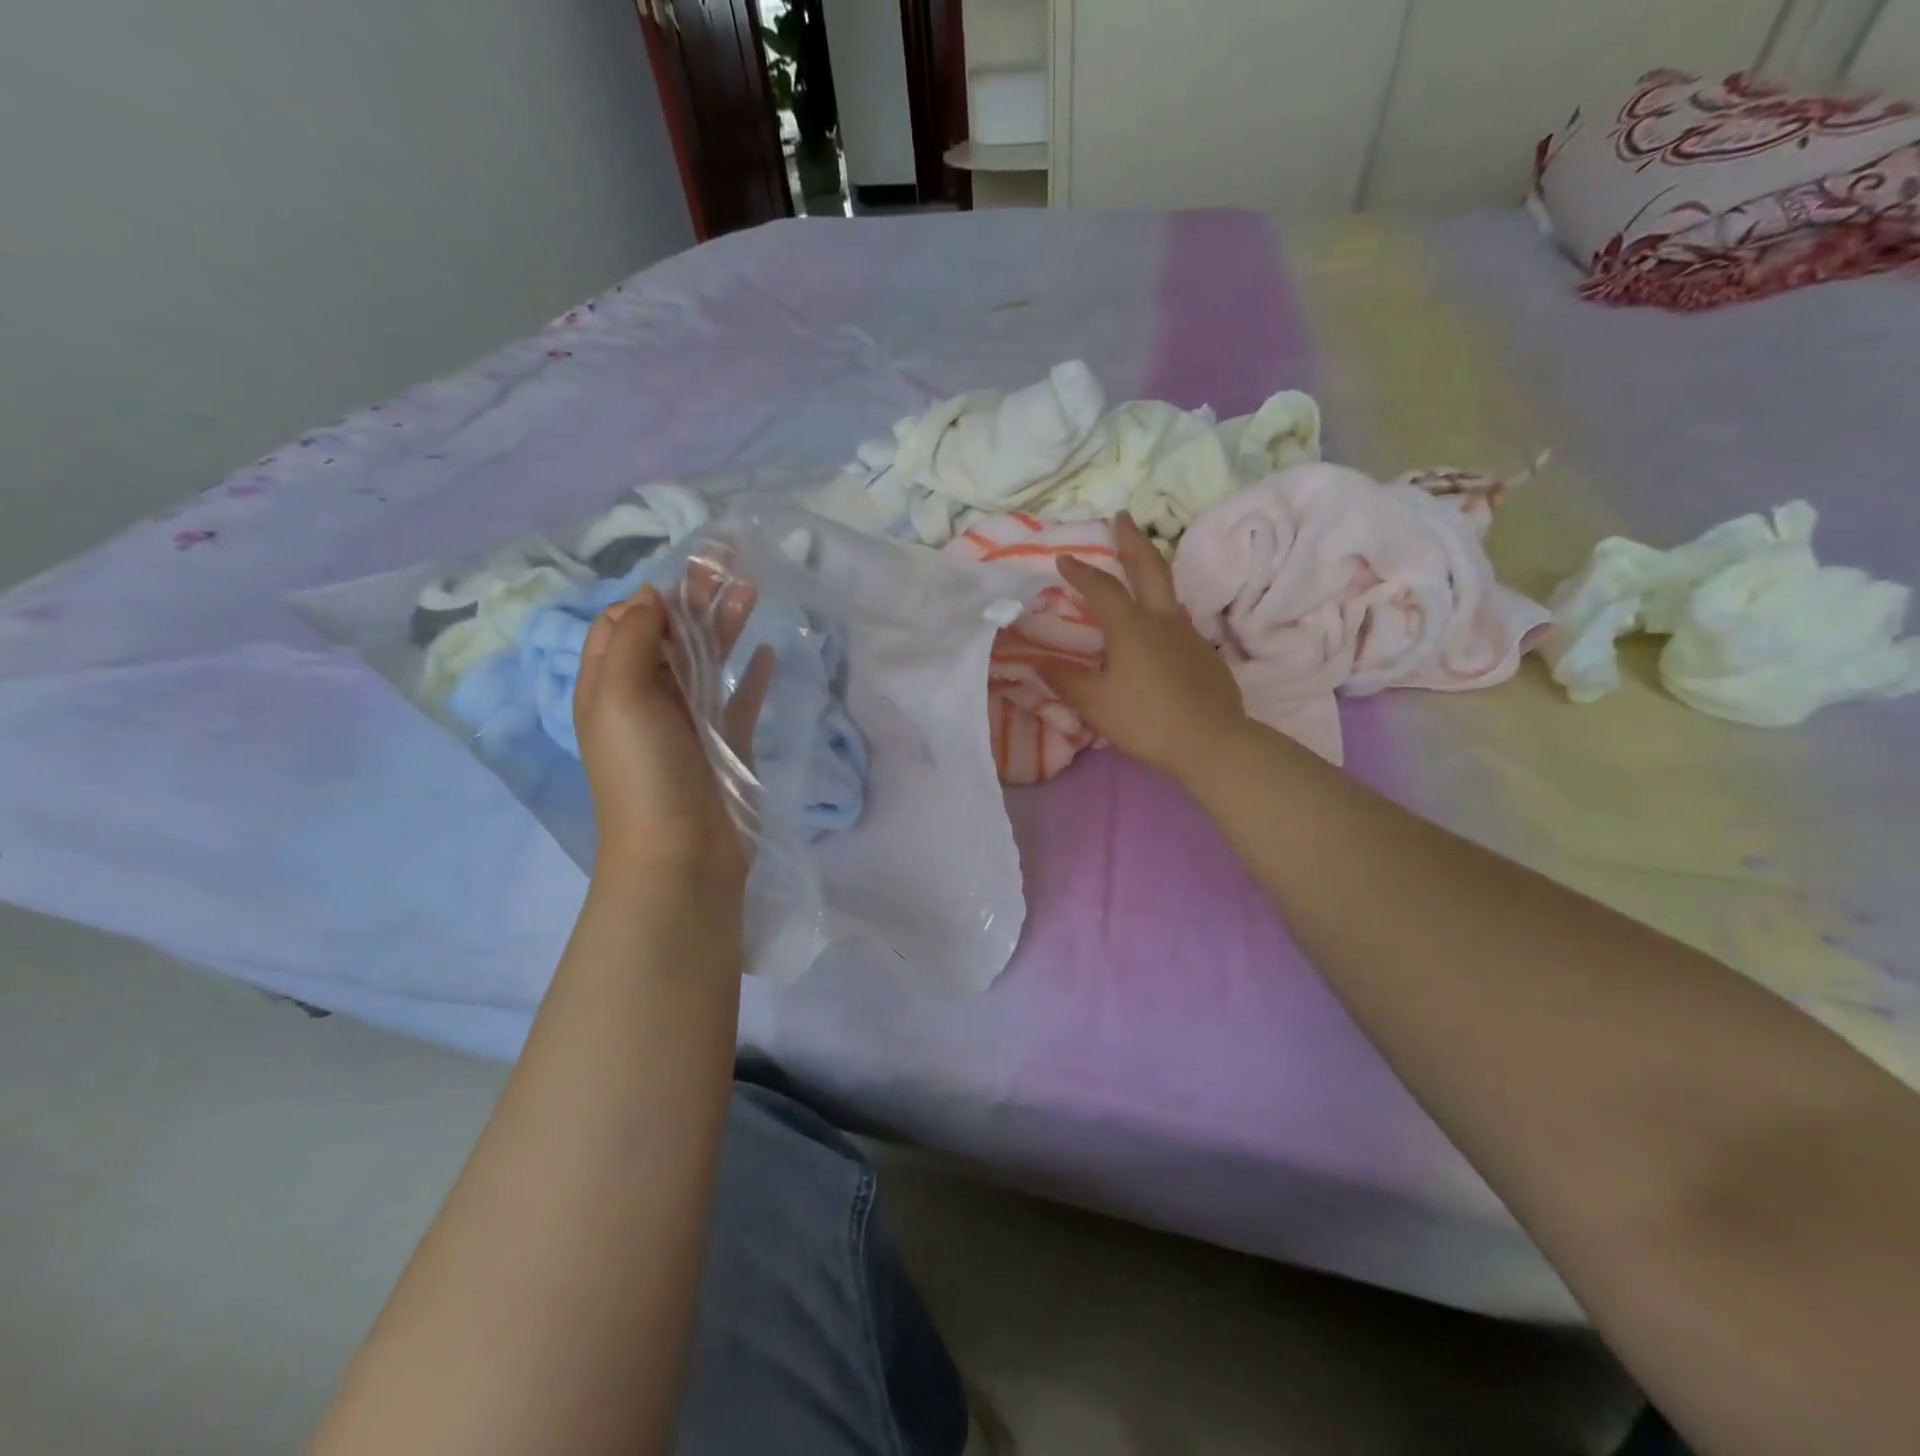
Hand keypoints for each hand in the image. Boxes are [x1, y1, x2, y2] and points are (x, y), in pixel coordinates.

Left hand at [573, 565, 771, 895]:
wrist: (681, 855)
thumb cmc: (644, 772)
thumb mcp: (620, 696)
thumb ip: (635, 640)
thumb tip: (649, 596)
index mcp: (611, 687)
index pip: (623, 627)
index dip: (650, 599)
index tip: (684, 580)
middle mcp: (648, 701)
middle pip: (671, 639)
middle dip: (695, 601)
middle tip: (729, 566)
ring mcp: (690, 724)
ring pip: (708, 663)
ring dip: (726, 627)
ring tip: (753, 591)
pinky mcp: (728, 745)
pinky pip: (740, 701)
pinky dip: (751, 676)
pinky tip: (768, 652)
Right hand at [1043, 513, 1248, 784]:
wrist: (1211, 743)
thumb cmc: (1145, 720)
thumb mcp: (1094, 703)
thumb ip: (1064, 678)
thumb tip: (1035, 660)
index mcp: (1131, 627)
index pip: (1101, 588)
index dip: (1080, 571)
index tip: (1064, 557)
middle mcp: (1162, 620)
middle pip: (1149, 568)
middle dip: (1132, 541)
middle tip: (1123, 517)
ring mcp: (1188, 635)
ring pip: (1168, 593)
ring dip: (1151, 572)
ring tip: (1138, 570)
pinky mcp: (1204, 654)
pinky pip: (1178, 622)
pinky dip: (1161, 612)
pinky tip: (1156, 632)